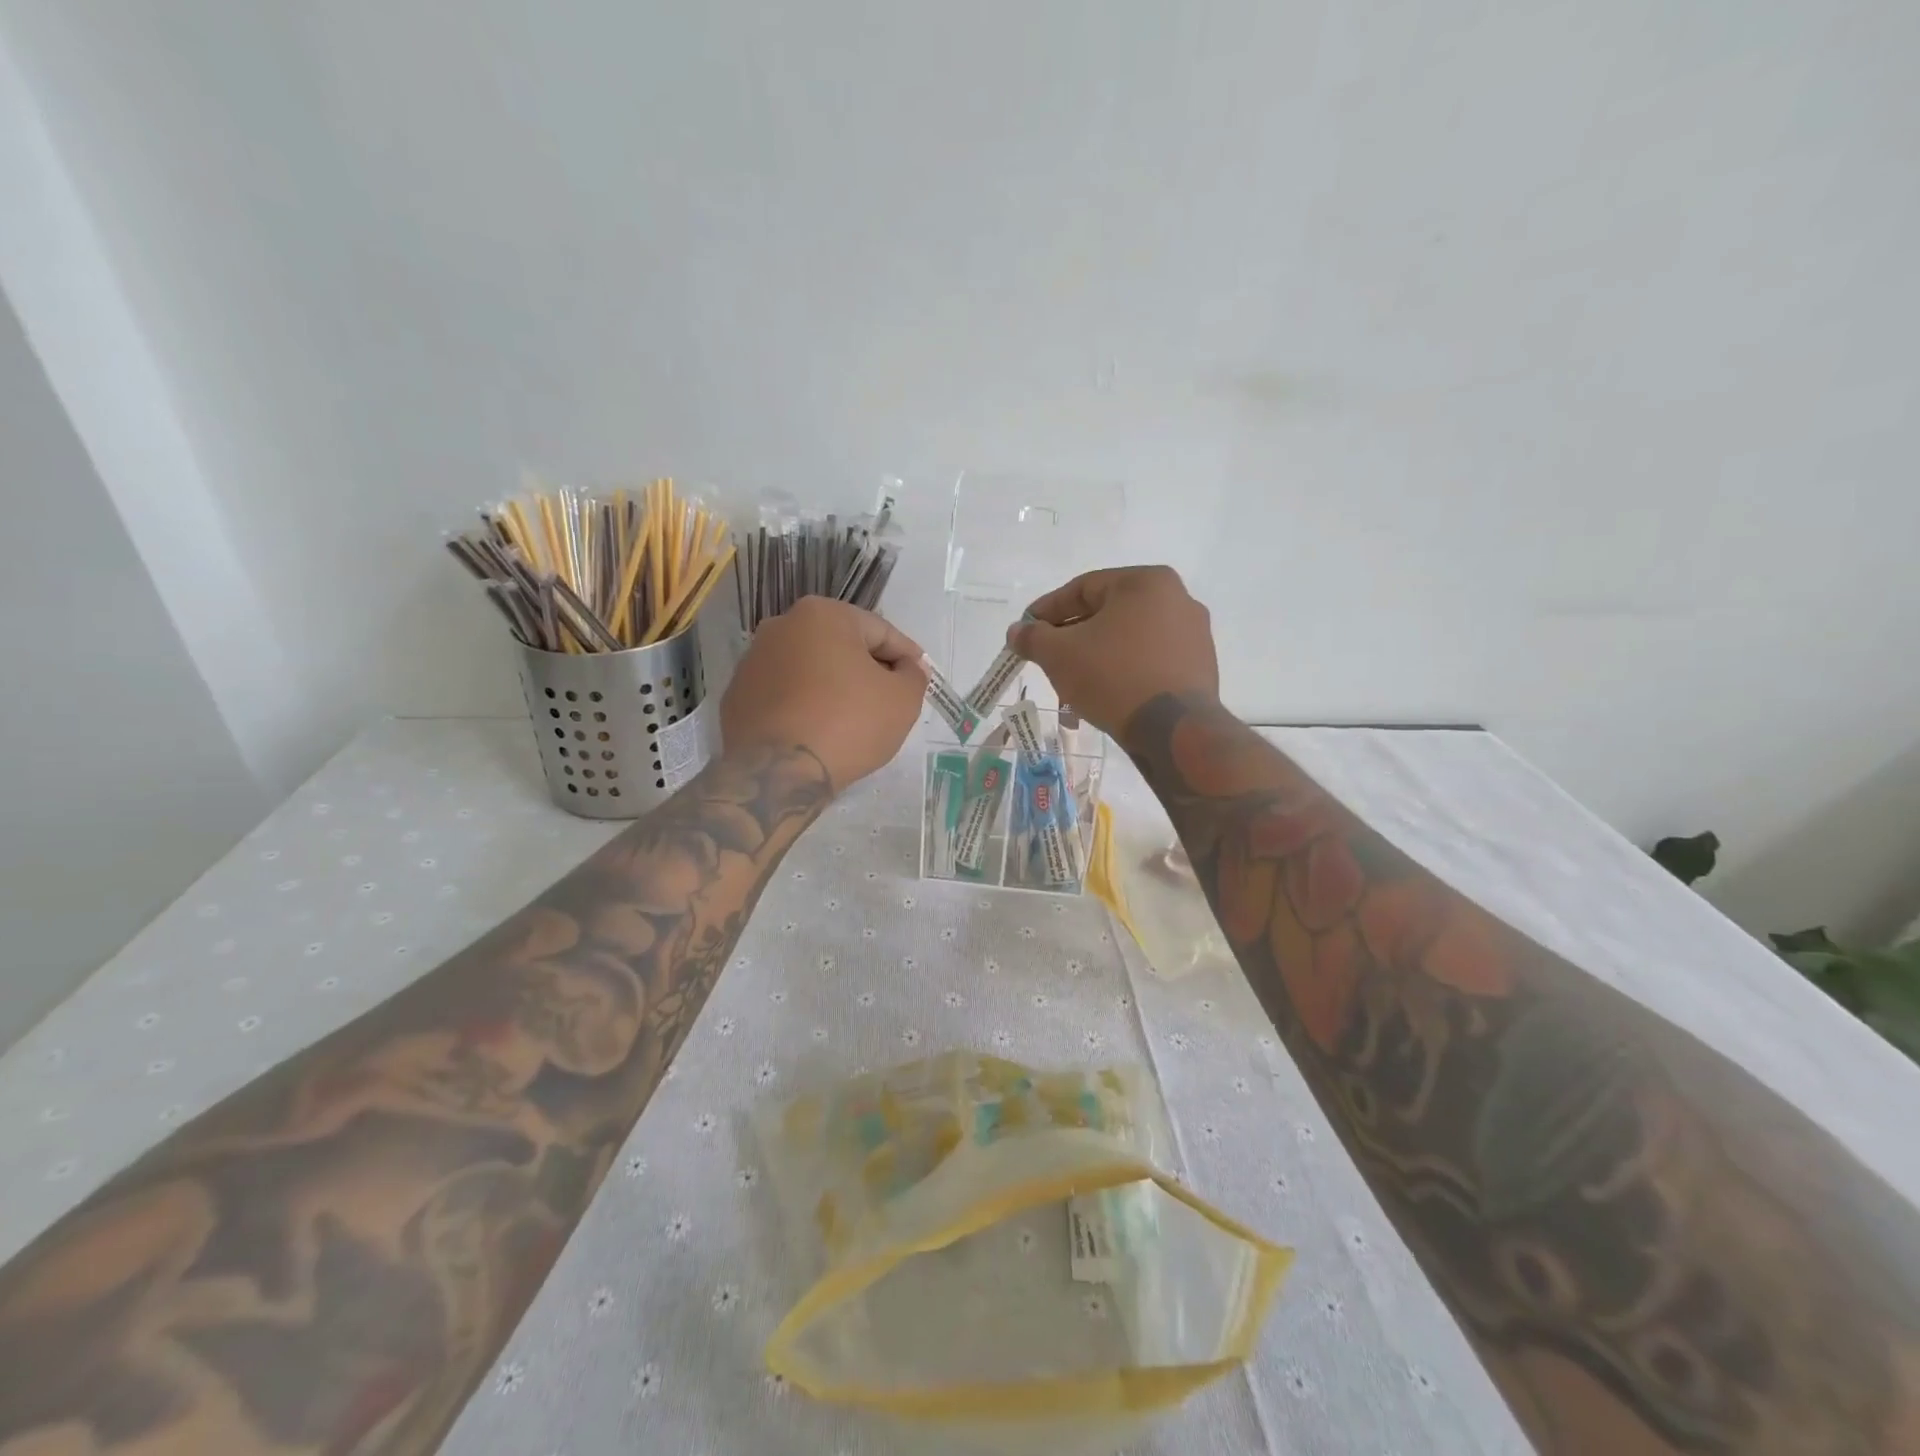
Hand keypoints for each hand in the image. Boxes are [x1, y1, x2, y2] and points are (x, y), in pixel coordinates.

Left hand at [720, 597, 926, 790]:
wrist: (778, 773)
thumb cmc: (848, 723)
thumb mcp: (903, 699)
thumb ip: (913, 675)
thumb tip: (906, 669)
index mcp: (823, 615)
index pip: (880, 632)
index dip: (906, 656)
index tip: (919, 677)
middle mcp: (781, 626)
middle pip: (841, 646)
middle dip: (867, 669)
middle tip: (889, 700)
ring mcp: (752, 662)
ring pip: (809, 670)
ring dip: (833, 686)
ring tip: (853, 720)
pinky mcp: (736, 697)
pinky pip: (784, 695)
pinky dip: (804, 706)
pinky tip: (819, 732)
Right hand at [1007, 566, 1218, 734]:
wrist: (1173, 728)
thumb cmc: (1113, 676)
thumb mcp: (1060, 654)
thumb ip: (1033, 638)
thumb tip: (1017, 632)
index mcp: (1146, 582)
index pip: (1083, 588)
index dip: (1047, 610)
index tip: (1026, 631)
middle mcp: (1177, 599)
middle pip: (1108, 613)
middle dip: (1072, 636)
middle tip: (1047, 657)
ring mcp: (1193, 635)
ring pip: (1129, 639)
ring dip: (1096, 656)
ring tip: (1072, 682)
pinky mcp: (1199, 667)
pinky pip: (1149, 661)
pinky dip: (1123, 671)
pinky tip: (1104, 693)